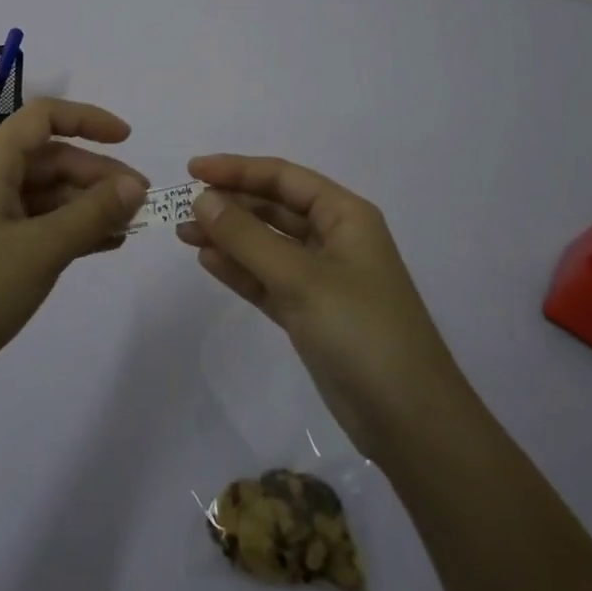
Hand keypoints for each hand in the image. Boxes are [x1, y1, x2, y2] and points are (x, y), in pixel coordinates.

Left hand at [0, 99, 146, 409]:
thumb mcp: (43, 249)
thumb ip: (93, 213)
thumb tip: (134, 187)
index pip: (44, 117)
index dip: (88, 120)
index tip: (127, 139)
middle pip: (50, 158)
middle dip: (97, 175)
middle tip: (141, 202)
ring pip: (46, 193)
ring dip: (87, 205)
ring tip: (130, 227)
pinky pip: (36, 223)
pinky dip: (69, 228)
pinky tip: (104, 244)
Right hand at [177, 154, 467, 463]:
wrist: (409, 421)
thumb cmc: (360, 331)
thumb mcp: (300, 278)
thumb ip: (247, 237)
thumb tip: (202, 198)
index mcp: (344, 215)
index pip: (283, 177)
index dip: (237, 169)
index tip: (192, 169)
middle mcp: (334, 238)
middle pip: (273, 207)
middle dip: (229, 204)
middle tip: (181, 206)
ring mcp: (321, 277)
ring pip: (266, 244)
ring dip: (228, 236)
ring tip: (184, 233)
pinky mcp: (310, 312)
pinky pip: (267, 278)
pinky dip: (240, 269)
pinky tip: (208, 261)